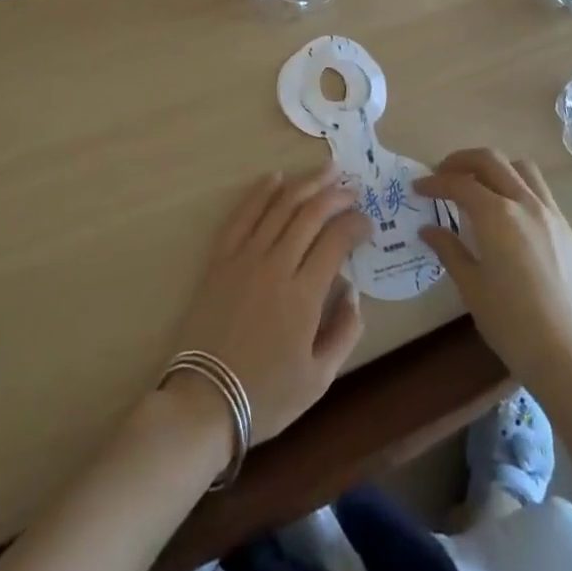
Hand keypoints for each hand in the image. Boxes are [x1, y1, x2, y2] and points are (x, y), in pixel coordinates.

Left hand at [171, 165, 371, 442]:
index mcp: (304, 294)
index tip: (367, 222)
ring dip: (306, 183)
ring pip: (281, 206)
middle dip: (336, 195)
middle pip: (311, 214)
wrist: (204, 401)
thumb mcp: (319, 380)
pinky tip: (276, 177)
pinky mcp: (221, 258)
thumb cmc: (266, 396)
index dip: (355, 225)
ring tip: (326, 169)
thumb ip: (345, 332)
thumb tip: (353, 292)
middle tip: (352, 187)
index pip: (336, 241)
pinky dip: (261, 192)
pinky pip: (243, 215)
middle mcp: (277, 265)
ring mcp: (246, 257)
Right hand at [418, 150, 571, 394]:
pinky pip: (541, 192)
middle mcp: (525, 203)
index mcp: (497, 215)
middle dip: (462, 161)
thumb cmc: (512, 325)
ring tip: (479, 185)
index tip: (418, 188)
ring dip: (495, 168)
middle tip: (443, 174)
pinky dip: (518, 188)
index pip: (459, 183)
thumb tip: (428, 229)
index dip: (435, 183)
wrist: (569, 358)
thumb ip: (449, 250)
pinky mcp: (568, 231)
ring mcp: (551, 214)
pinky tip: (510, 215)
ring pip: (521, 168)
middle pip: (491, 160)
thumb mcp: (472, 288)